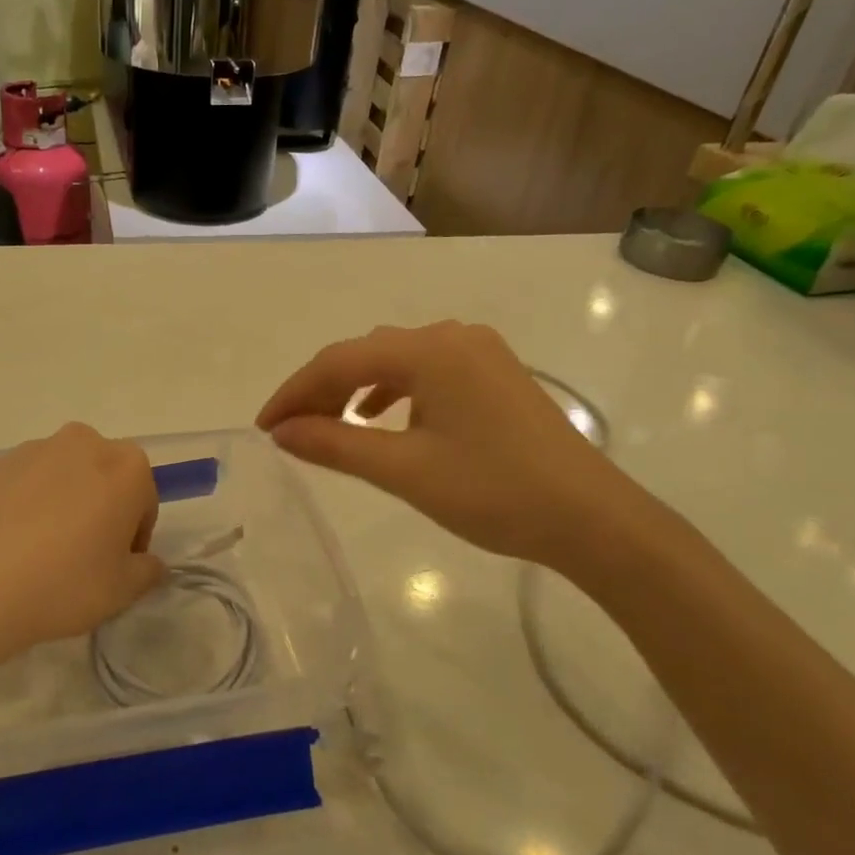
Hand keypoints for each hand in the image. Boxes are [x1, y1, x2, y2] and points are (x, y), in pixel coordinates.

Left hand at [0, 423, 165, 668]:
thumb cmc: (61, 584)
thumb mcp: (121, 591)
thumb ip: (147, 572)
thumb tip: (146, 563)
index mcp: (126, 466)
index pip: (144, 501)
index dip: (133, 539)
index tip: (114, 569)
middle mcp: (83, 443)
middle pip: (104, 479)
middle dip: (100, 512)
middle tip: (81, 561)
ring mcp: (32, 450)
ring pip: (63, 479)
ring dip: (63, 507)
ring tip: (39, 557)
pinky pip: (24, 486)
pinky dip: (25, 508)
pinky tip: (8, 549)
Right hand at [256, 321, 636, 571]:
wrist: (590, 518)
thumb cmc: (493, 492)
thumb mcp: (403, 470)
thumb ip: (335, 444)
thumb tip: (281, 432)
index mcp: (429, 350)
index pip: (339, 361)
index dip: (295, 392)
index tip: (264, 427)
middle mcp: (452, 336)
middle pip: (366, 354)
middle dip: (322, 390)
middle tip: (290, 430)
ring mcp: (478, 352)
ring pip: (395, 361)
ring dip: (355, 389)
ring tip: (329, 425)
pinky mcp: (494, 373)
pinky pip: (425, 371)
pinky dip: (392, 392)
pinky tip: (381, 418)